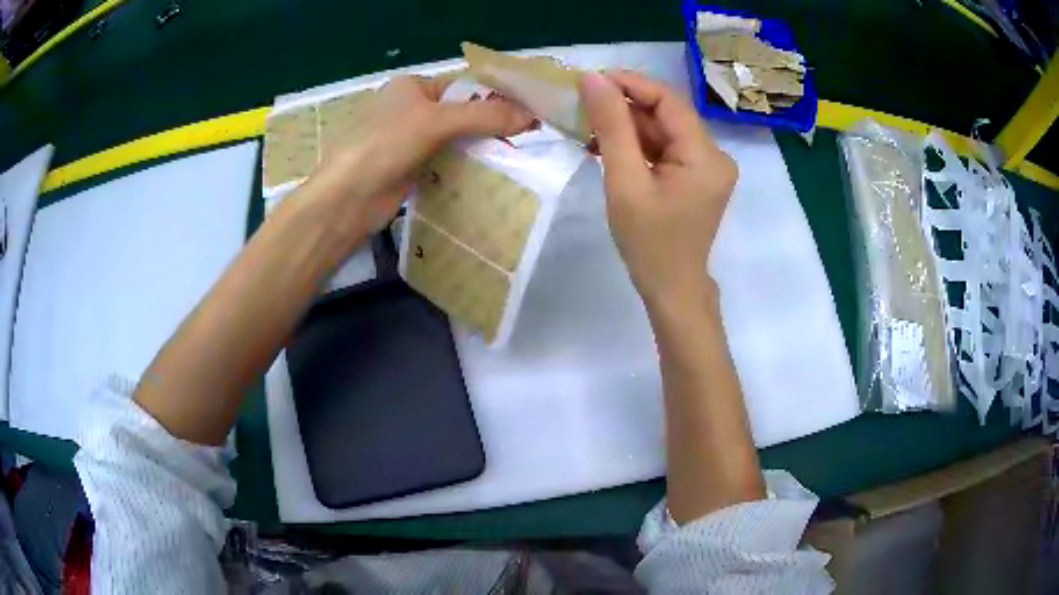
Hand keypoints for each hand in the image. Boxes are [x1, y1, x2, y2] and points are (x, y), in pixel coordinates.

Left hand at [300, 74, 534, 245]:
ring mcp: (409, 140)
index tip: (529, 111)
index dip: (495, 96)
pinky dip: (465, 167)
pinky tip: (490, 174)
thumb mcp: (436, 121)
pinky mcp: (410, 169)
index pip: (463, 86)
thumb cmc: (386, 145)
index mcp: (412, 86)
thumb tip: (532, 117)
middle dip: (491, 124)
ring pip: (454, 139)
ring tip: (518, 155)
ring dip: (480, 147)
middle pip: (460, 113)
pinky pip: (445, 162)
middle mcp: (410, 109)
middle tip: (528, 137)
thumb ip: (484, 116)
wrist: (348, 198)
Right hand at [579, 71, 736, 306]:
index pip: (669, 101)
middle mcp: (715, 155)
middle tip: (583, 105)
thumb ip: (611, 126)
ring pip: (664, 130)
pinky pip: (666, 148)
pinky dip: (638, 145)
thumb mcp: (625, 182)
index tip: (591, 79)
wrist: (671, 289)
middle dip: (625, 107)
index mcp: (706, 156)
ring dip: (628, 126)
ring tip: (588, 127)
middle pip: (667, 115)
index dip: (631, 84)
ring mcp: (708, 166)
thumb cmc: (649, 243)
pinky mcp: (698, 176)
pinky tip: (608, 147)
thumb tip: (593, 79)